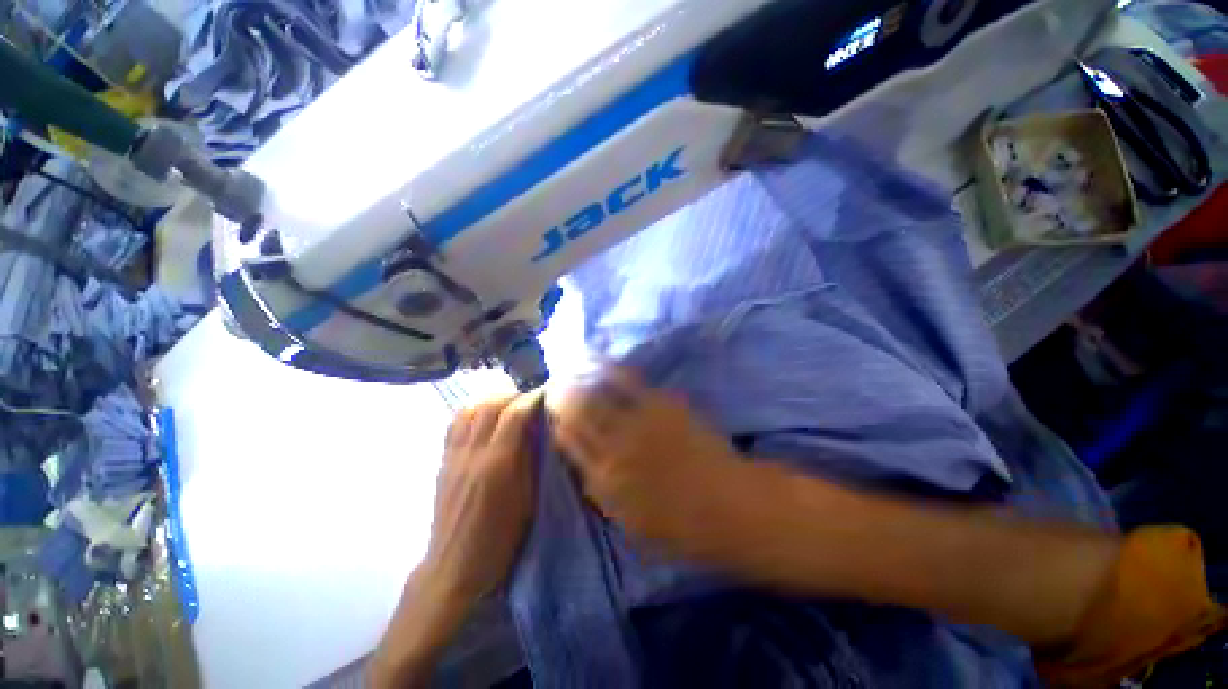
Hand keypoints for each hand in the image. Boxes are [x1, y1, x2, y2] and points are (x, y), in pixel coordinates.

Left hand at [423, 392, 540, 603]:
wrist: (454, 566)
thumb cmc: (500, 538)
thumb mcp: (527, 500)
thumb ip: (531, 460)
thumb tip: (539, 430)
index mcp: (498, 464)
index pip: (515, 414)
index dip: (532, 398)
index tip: (546, 393)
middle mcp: (473, 453)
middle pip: (491, 405)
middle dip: (514, 395)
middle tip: (530, 400)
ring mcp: (453, 455)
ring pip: (470, 409)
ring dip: (493, 399)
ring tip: (509, 405)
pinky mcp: (443, 461)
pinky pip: (455, 423)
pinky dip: (473, 411)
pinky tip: (485, 418)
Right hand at [549, 368, 747, 560]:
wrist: (729, 505)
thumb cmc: (682, 526)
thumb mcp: (634, 526)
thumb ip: (604, 496)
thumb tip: (587, 472)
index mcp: (604, 480)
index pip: (571, 445)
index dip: (559, 425)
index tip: (553, 412)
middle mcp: (614, 447)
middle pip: (579, 415)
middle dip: (563, 398)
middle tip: (555, 385)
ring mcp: (638, 422)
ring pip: (598, 396)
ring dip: (580, 381)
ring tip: (569, 369)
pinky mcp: (660, 405)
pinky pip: (629, 382)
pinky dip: (610, 369)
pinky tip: (599, 361)